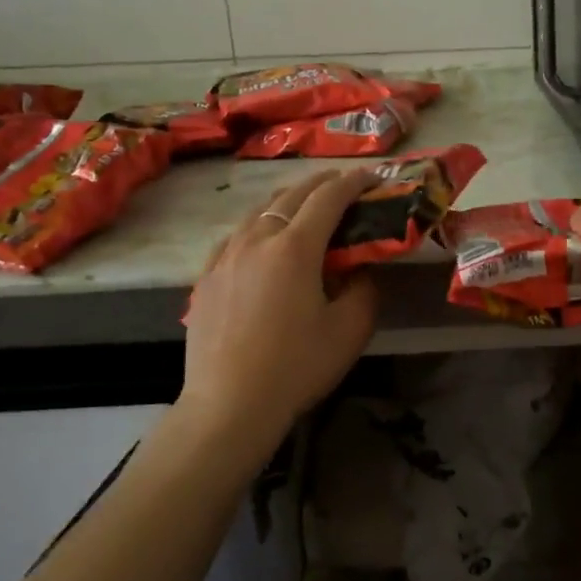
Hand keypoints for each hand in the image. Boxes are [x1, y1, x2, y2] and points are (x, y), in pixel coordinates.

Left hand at [181, 170, 378, 439]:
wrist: (229, 404)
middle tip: (344, 183)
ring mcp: (225, 256)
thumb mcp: (351, 329)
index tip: (373, 177)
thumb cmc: (297, 366)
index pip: (329, 197)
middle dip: (321, 183)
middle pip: (291, 195)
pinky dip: (258, 225)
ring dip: (287, 201)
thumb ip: (365, 288)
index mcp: (295, 247)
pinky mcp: (206, 277)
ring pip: (258, 212)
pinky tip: (262, 240)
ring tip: (305, 206)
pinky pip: (236, 236)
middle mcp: (257, 239)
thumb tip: (360, 269)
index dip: (354, 182)